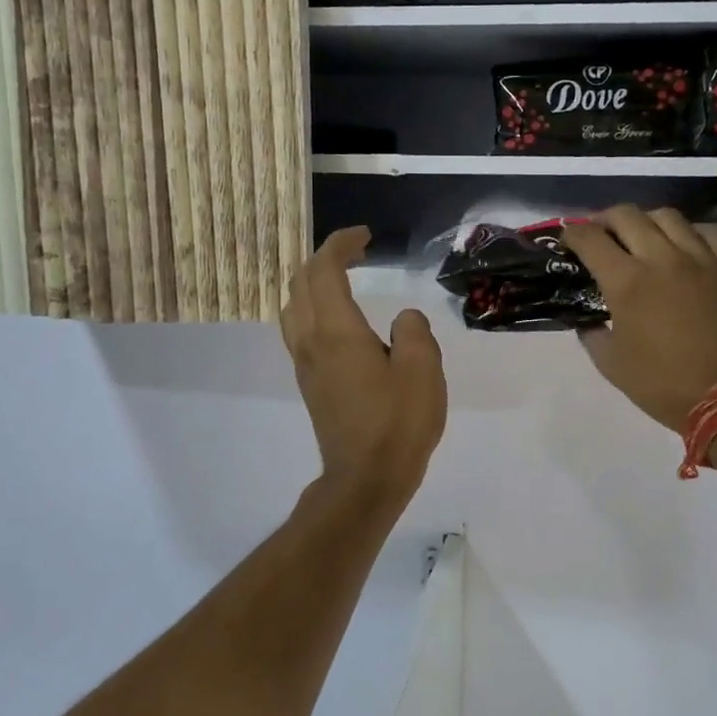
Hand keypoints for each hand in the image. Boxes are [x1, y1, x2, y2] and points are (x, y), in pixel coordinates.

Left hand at [281, 227, 446, 499]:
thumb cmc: (397, 424)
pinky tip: (338, 320)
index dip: (341, 244)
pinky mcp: (310, 384)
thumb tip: (403, 320)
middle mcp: (311, 341)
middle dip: (324, 258)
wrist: (365, 479)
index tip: (366, 236)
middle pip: (300, 283)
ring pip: (293, 308)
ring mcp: (306, 364)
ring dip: (312, 284)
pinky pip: (299, 330)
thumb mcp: (423, 370)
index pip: (324, 270)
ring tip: (342, 280)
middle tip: (357, 253)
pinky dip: (313, 308)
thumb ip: (414, 331)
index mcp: (337, 331)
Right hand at [563, 206, 716, 432]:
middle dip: (604, 220)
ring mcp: (700, 259)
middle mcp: (661, 259)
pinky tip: (684, 246)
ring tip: (641, 237)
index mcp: (627, 282)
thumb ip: (593, 334)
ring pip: (667, 216)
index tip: (567, 241)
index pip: (590, 239)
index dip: (572, 234)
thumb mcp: (611, 365)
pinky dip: (690, 231)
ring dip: (646, 221)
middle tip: (599, 236)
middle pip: (627, 216)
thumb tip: (590, 321)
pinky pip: (708, 231)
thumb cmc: (663, 384)